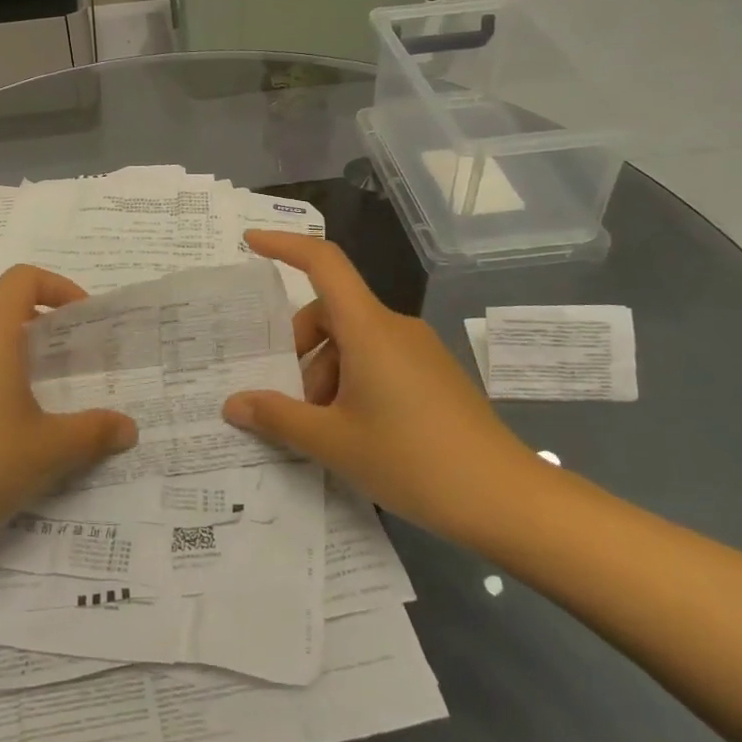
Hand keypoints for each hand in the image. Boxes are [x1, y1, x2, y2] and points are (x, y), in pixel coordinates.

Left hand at [0, 265, 136, 552]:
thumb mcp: (48, 450)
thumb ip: (93, 433)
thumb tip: (129, 428)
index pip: (22, 279)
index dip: (57, 286)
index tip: (82, 319)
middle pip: (3, 311)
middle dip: (42, 330)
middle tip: (73, 364)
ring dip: (15, 361)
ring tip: (44, 403)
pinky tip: (3, 436)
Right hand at [223, 231, 541, 544]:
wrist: (508, 500)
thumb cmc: (413, 461)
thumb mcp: (333, 442)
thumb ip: (277, 417)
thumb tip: (233, 403)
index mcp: (368, 328)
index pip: (322, 262)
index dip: (284, 244)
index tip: (251, 241)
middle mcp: (394, 327)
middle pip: (330, 312)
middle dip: (300, 350)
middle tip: (292, 403)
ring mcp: (419, 350)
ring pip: (353, 342)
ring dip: (326, 374)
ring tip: (326, 430)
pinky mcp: (435, 374)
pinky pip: (379, 359)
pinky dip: (354, 382)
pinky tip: (357, 433)